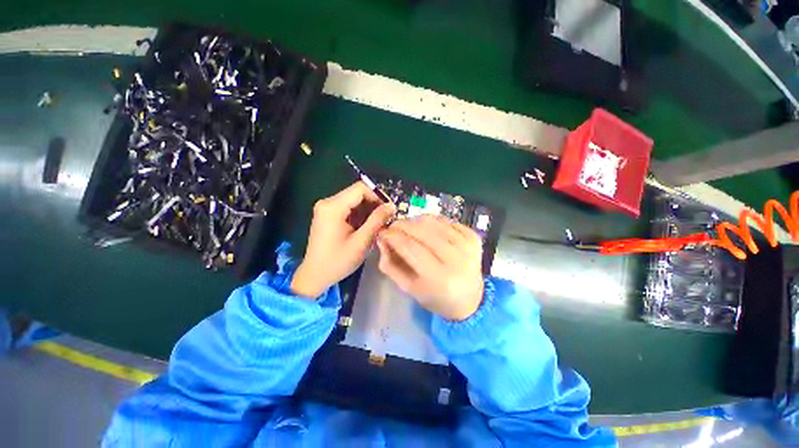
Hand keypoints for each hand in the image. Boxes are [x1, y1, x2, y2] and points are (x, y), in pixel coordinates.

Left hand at [291, 182, 395, 298]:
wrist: (314, 276)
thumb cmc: (338, 261)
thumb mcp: (361, 241)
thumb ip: (377, 220)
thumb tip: (391, 206)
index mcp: (333, 207)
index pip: (360, 189)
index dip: (378, 196)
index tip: (389, 210)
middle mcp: (327, 202)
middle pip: (357, 194)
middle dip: (373, 205)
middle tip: (385, 219)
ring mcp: (326, 209)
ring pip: (354, 201)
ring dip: (367, 211)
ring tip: (377, 225)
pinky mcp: (327, 215)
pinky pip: (348, 208)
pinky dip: (359, 215)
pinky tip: (366, 228)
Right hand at [376, 215, 483, 320]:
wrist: (470, 299)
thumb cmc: (436, 297)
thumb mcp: (408, 288)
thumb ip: (390, 265)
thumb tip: (382, 239)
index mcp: (440, 278)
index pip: (410, 247)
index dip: (393, 236)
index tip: (382, 232)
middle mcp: (457, 259)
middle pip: (422, 230)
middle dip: (402, 225)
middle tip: (392, 227)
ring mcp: (468, 245)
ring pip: (433, 221)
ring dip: (415, 221)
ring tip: (408, 228)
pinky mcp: (473, 237)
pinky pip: (446, 220)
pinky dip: (432, 222)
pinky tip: (427, 230)